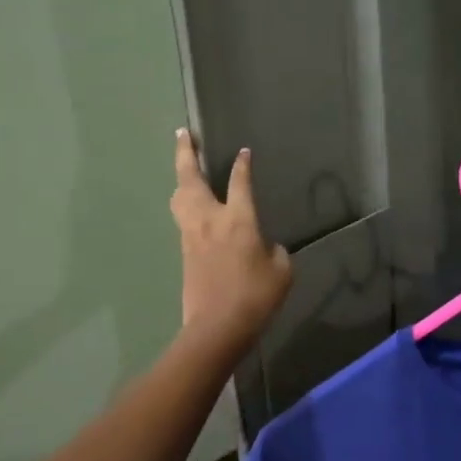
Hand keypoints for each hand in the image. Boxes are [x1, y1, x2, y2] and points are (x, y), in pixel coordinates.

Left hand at [170, 129, 292, 355]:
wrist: (217, 327)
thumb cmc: (255, 296)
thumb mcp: (281, 271)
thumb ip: (273, 250)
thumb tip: (263, 245)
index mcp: (238, 219)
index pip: (239, 182)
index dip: (242, 165)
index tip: (243, 151)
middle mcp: (210, 219)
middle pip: (191, 178)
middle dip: (187, 153)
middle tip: (183, 133)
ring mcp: (192, 235)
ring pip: (179, 196)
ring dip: (180, 177)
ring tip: (184, 165)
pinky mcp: (184, 251)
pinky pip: (181, 216)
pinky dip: (184, 201)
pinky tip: (190, 204)